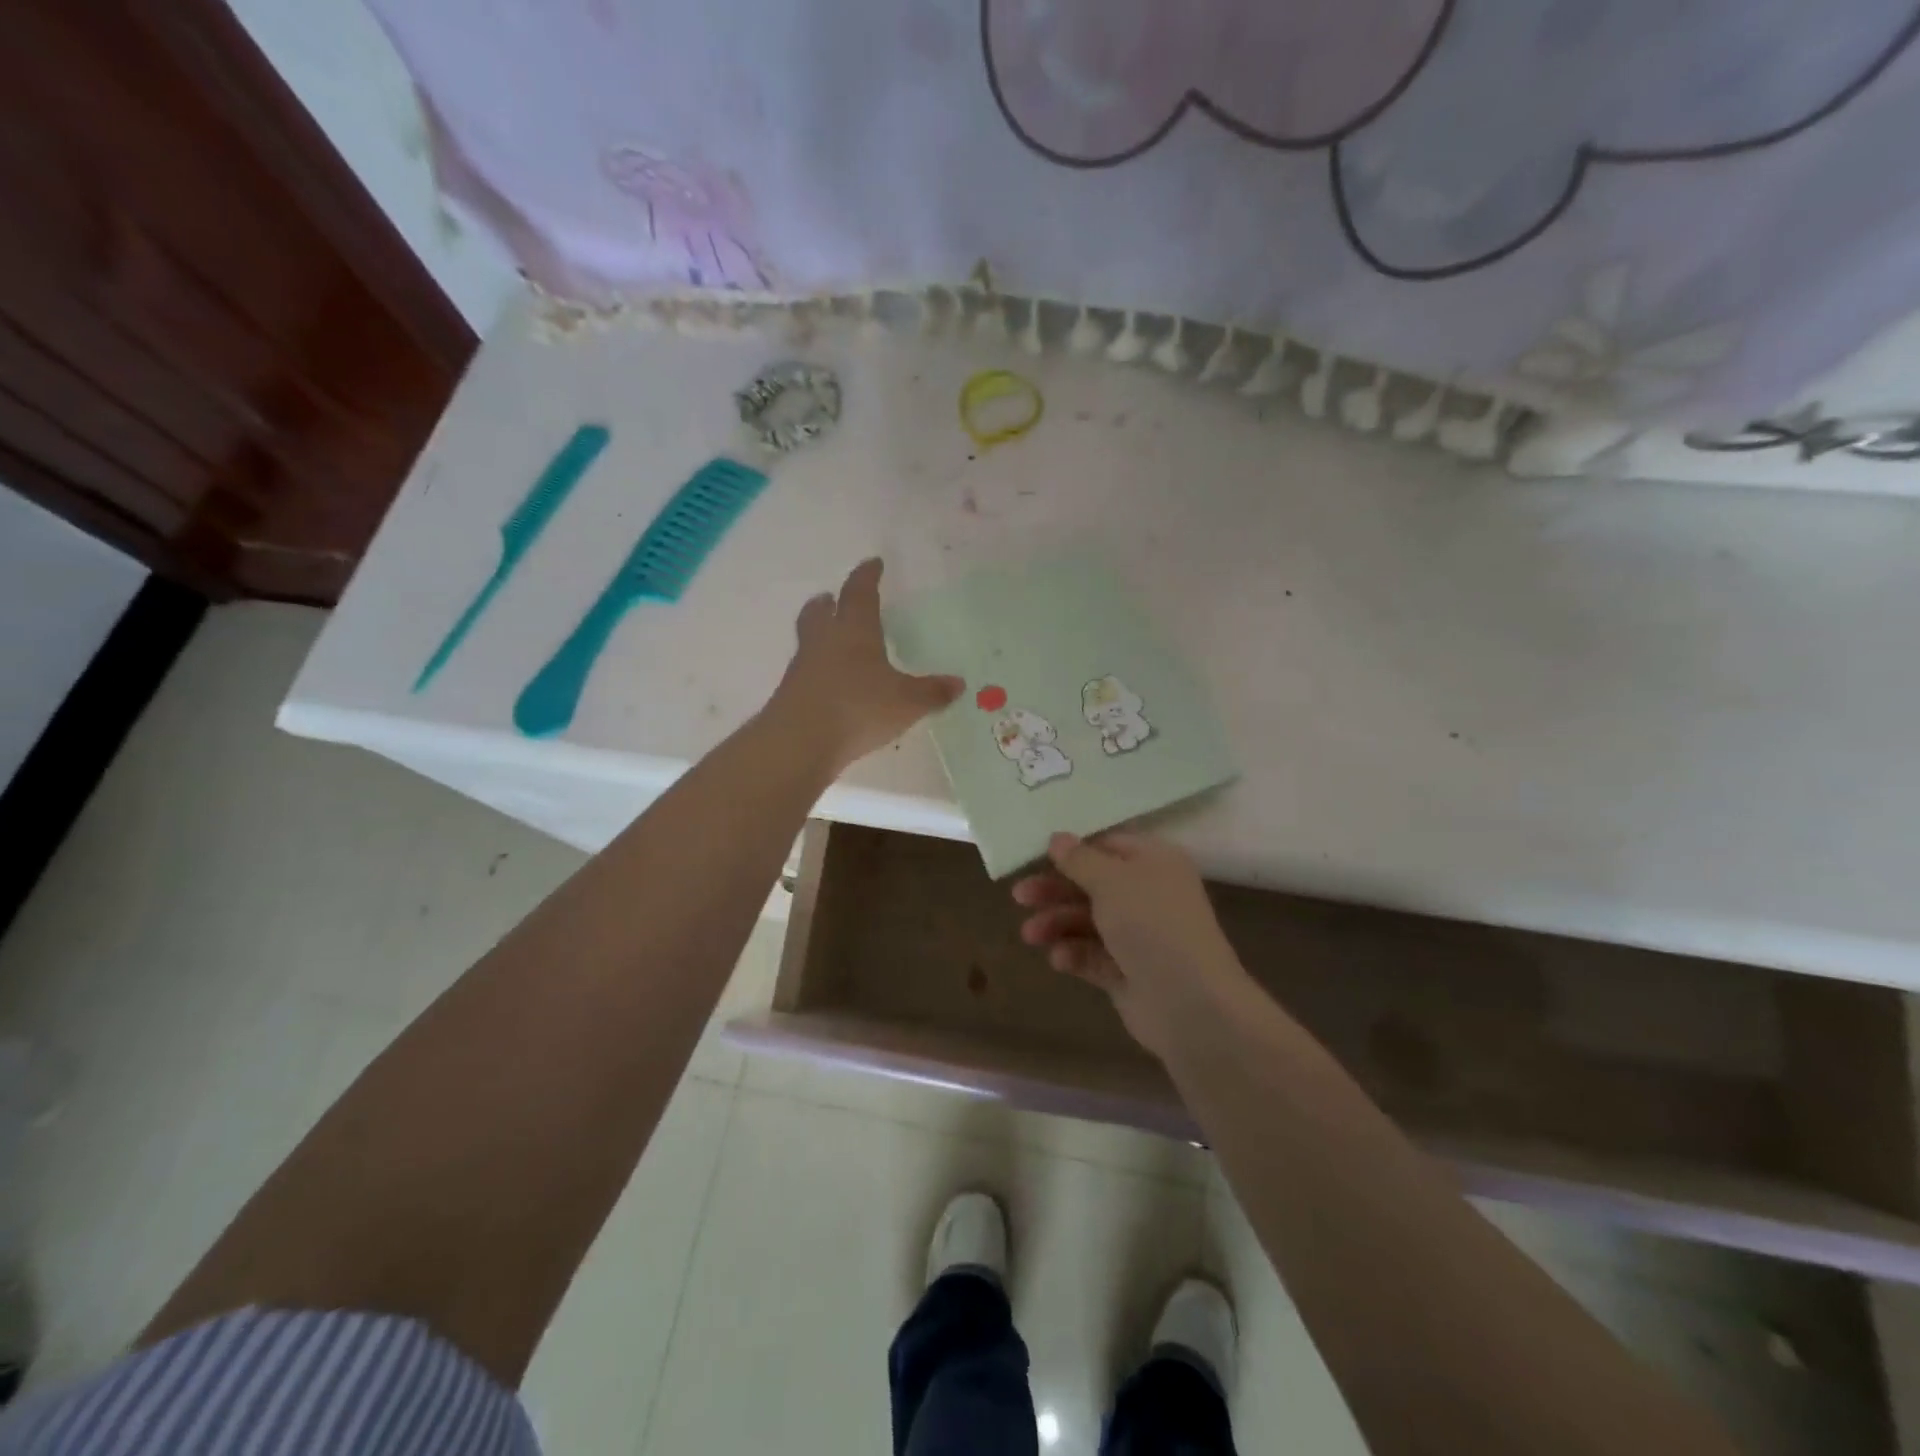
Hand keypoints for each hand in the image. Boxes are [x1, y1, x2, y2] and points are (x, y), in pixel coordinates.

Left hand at [767, 558, 962, 772]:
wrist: (800, 741)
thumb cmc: (858, 708)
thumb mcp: (906, 702)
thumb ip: (932, 692)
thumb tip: (958, 684)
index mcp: (854, 630)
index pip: (860, 593)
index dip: (867, 576)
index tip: (873, 563)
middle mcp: (824, 641)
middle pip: (820, 611)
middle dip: (829, 602)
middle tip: (833, 598)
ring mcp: (803, 667)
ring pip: (809, 639)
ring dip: (819, 633)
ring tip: (833, 641)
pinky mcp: (791, 694)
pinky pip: (806, 671)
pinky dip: (818, 669)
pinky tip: (831, 684)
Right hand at [1013, 831, 1253, 1058]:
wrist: (1190, 1003)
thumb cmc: (1152, 925)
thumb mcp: (1112, 880)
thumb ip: (1079, 859)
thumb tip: (1057, 838)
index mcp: (1154, 862)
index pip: (1107, 845)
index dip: (1072, 850)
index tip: (1034, 856)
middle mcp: (1148, 895)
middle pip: (1092, 885)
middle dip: (1055, 891)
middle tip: (1019, 897)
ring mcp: (1139, 936)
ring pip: (1087, 921)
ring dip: (1057, 924)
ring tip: (1031, 935)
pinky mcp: (1128, 972)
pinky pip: (1093, 956)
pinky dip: (1074, 954)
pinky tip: (1060, 959)